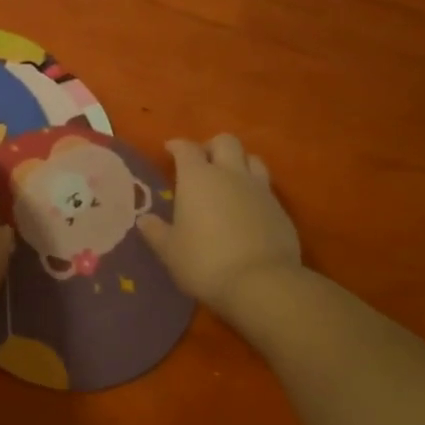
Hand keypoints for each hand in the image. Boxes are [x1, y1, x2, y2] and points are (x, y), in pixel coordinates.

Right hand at [138, 135, 302, 316]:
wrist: (262, 282)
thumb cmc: (205, 262)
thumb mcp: (170, 251)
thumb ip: (156, 232)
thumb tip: (144, 220)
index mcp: (198, 178)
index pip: (187, 148)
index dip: (177, 146)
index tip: (170, 150)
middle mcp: (230, 174)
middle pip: (225, 141)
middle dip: (212, 147)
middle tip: (202, 163)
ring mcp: (260, 189)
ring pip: (252, 158)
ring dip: (239, 162)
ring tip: (229, 180)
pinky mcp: (281, 209)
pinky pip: (266, 187)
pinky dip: (255, 190)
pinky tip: (248, 209)